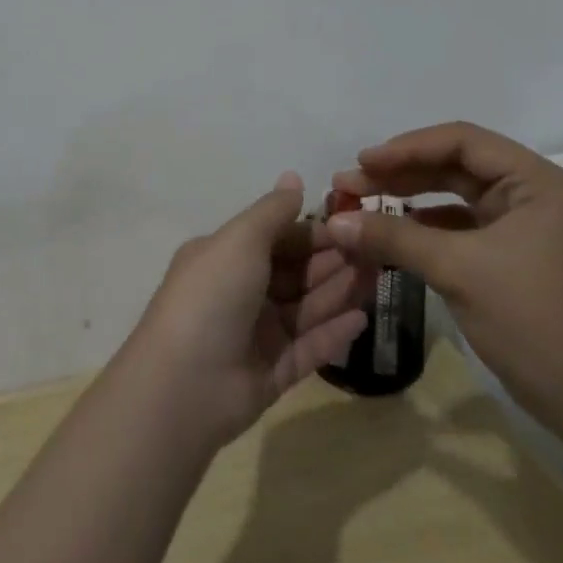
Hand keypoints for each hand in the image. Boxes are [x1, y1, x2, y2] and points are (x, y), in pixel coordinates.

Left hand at [128, 172, 371, 449]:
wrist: (185, 385)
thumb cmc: (212, 296)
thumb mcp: (240, 239)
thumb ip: (272, 211)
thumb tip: (293, 177)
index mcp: (224, 257)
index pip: (275, 238)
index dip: (312, 231)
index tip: (352, 225)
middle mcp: (239, 293)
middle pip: (294, 272)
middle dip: (331, 260)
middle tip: (375, 250)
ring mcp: (255, 335)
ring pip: (305, 308)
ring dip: (338, 291)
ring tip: (377, 277)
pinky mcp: (271, 374)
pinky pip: (308, 348)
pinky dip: (333, 333)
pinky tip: (362, 318)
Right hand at [325, 122, 562, 428]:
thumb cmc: (531, 319)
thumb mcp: (458, 270)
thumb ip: (394, 237)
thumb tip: (334, 221)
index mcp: (533, 180)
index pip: (461, 142)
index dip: (407, 148)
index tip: (362, 161)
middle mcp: (528, 192)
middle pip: (453, 165)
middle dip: (400, 173)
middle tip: (349, 184)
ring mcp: (518, 223)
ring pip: (451, 195)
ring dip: (406, 197)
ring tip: (359, 202)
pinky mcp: (507, 253)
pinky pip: (456, 225)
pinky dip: (421, 225)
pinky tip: (389, 231)